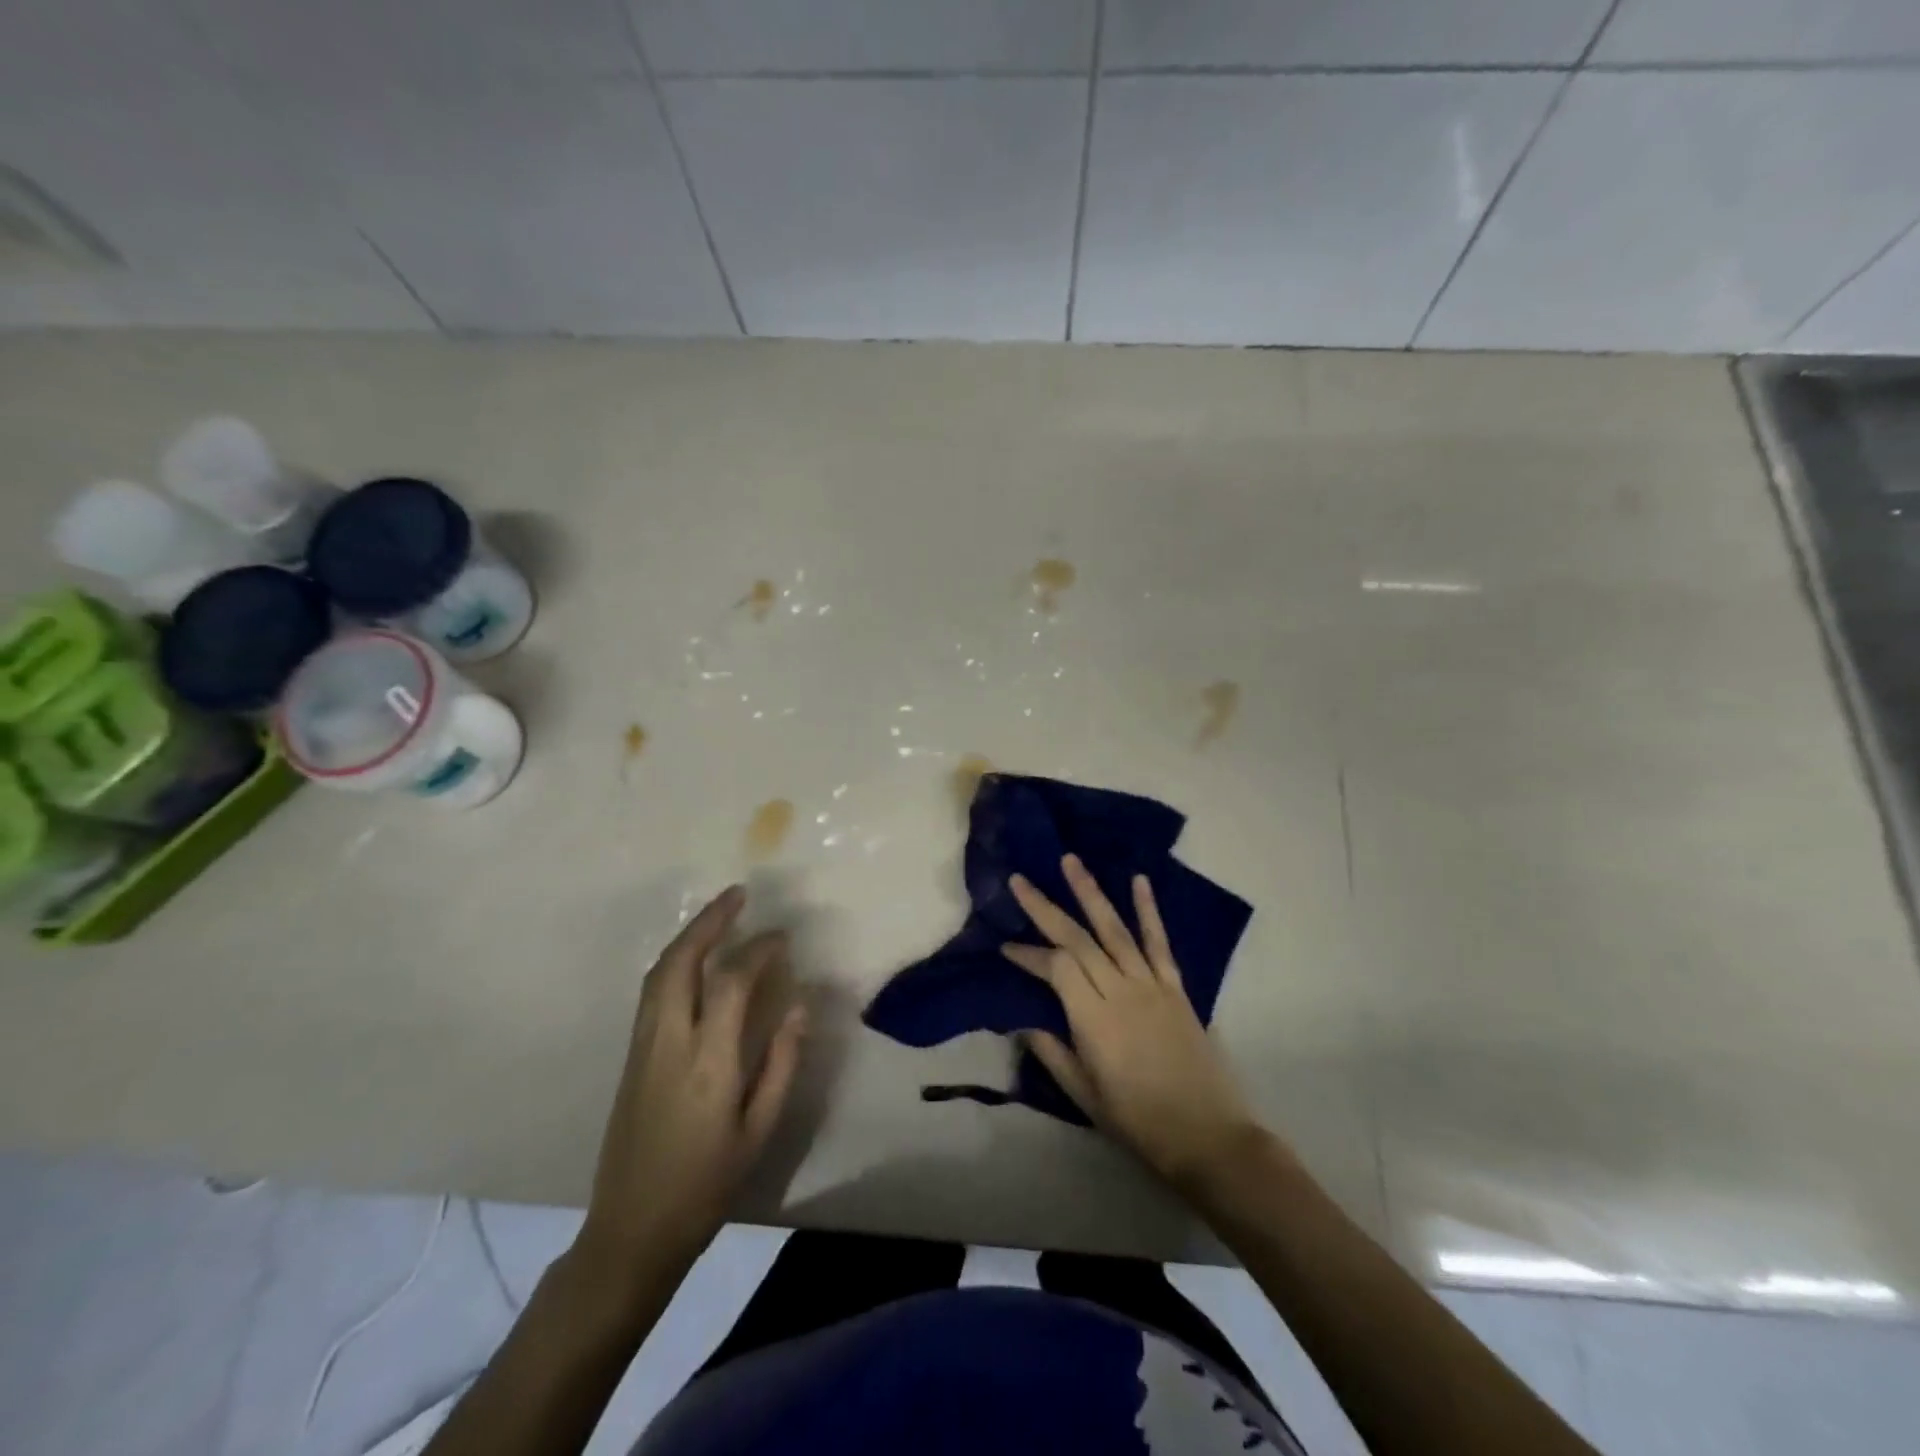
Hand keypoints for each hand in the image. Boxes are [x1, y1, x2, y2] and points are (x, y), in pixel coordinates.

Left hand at [578, 886, 806, 1277]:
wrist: (632, 1230)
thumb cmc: (707, 1185)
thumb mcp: (760, 1129)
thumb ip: (782, 1062)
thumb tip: (797, 1005)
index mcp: (708, 1063)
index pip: (731, 983)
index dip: (758, 950)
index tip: (782, 937)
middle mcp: (669, 1044)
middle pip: (680, 963)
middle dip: (709, 921)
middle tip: (738, 895)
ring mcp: (643, 1048)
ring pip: (659, 973)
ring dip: (689, 937)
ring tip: (719, 915)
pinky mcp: (630, 1057)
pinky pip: (651, 992)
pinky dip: (675, 961)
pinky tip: (696, 958)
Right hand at [1001, 856, 1263, 1193]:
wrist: (1209, 1136)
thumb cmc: (1139, 1122)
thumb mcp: (1084, 1096)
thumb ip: (1052, 1053)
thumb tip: (1022, 1021)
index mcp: (1093, 1019)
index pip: (1055, 968)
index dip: (1028, 954)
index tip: (1005, 947)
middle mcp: (1120, 991)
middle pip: (1077, 939)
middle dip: (1045, 907)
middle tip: (1020, 880)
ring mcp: (1151, 985)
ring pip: (1114, 929)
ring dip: (1090, 892)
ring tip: (1070, 861)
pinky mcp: (1176, 988)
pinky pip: (1159, 942)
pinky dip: (1148, 910)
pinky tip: (1138, 880)